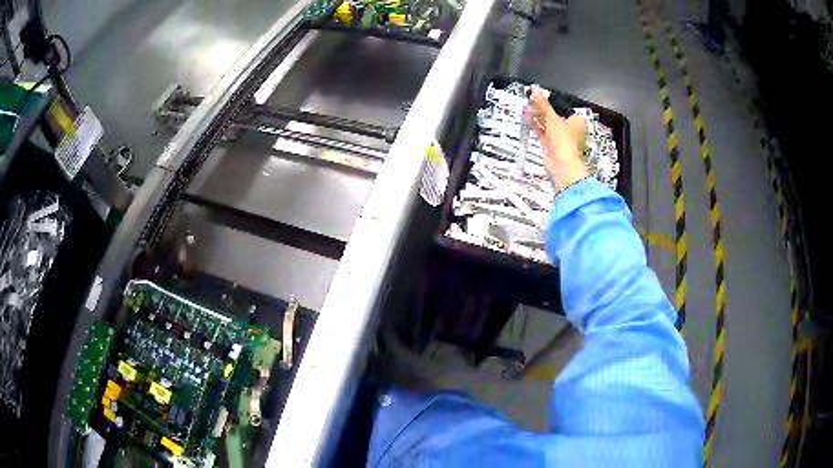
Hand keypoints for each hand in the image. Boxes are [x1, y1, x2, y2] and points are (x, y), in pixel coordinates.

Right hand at [529, 88, 588, 190]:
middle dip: (542, 109)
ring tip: (526, 107)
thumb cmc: (563, 139)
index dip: (551, 101)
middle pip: (554, 115)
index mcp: (576, 120)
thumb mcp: (552, 118)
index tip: (539, 95)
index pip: (563, 107)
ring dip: (538, 116)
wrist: (562, 165)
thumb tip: (534, 89)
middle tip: (530, 100)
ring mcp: (560, 137)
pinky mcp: (551, 144)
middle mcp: (569, 128)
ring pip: (547, 123)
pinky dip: (536, 125)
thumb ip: (542, 104)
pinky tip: (527, 118)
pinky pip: (542, 132)